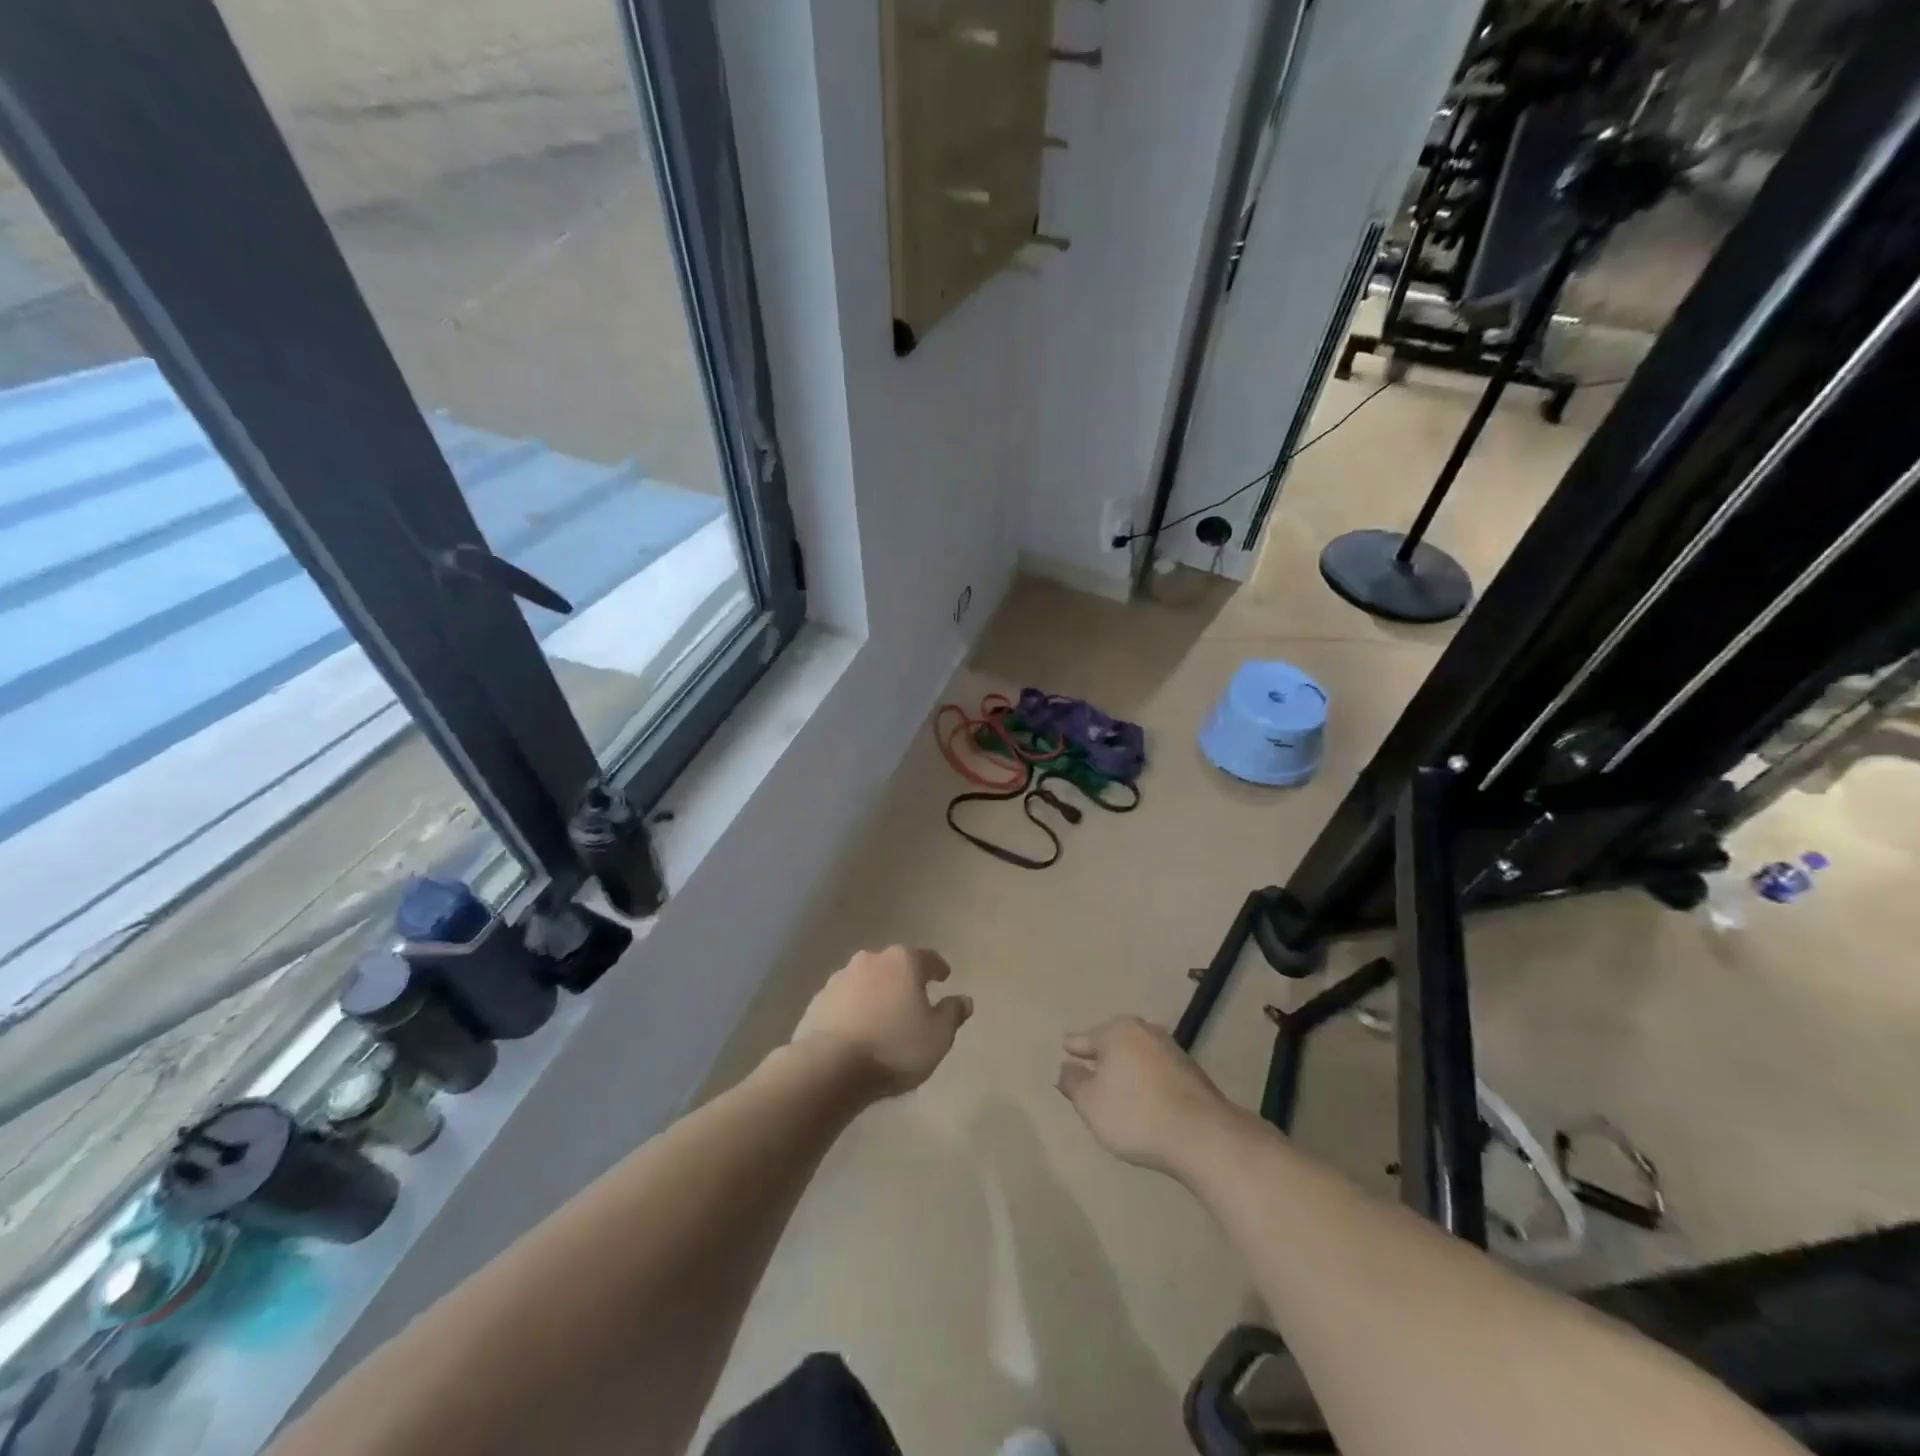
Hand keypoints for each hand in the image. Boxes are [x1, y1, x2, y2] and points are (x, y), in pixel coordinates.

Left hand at [791, 947, 972, 1096]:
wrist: (830, 1067)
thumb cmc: (894, 1047)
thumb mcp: (938, 1036)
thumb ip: (952, 1014)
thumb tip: (964, 1000)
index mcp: (903, 961)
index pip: (928, 958)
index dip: (938, 968)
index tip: (944, 977)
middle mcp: (870, 960)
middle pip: (894, 966)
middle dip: (904, 980)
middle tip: (912, 1000)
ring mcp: (840, 978)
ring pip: (866, 981)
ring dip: (876, 994)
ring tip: (882, 1018)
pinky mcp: (818, 1000)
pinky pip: (844, 1001)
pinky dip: (853, 1009)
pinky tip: (857, 1030)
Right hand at [1056, 1017, 1233, 1174]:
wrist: (1200, 1134)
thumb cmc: (1134, 1114)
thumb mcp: (1090, 1104)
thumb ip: (1073, 1083)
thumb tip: (1065, 1068)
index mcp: (1117, 1032)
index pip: (1087, 1038)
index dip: (1074, 1046)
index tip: (1066, 1047)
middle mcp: (1144, 1031)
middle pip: (1116, 1038)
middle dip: (1103, 1050)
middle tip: (1091, 1061)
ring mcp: (1171, 1050)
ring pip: (1139, 1051)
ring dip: (1128, 1063)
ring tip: (1117, 1079)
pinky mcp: (1191, 1072)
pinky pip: (1157, 1068)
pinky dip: (1146, 1076)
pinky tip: (1144, 1093)